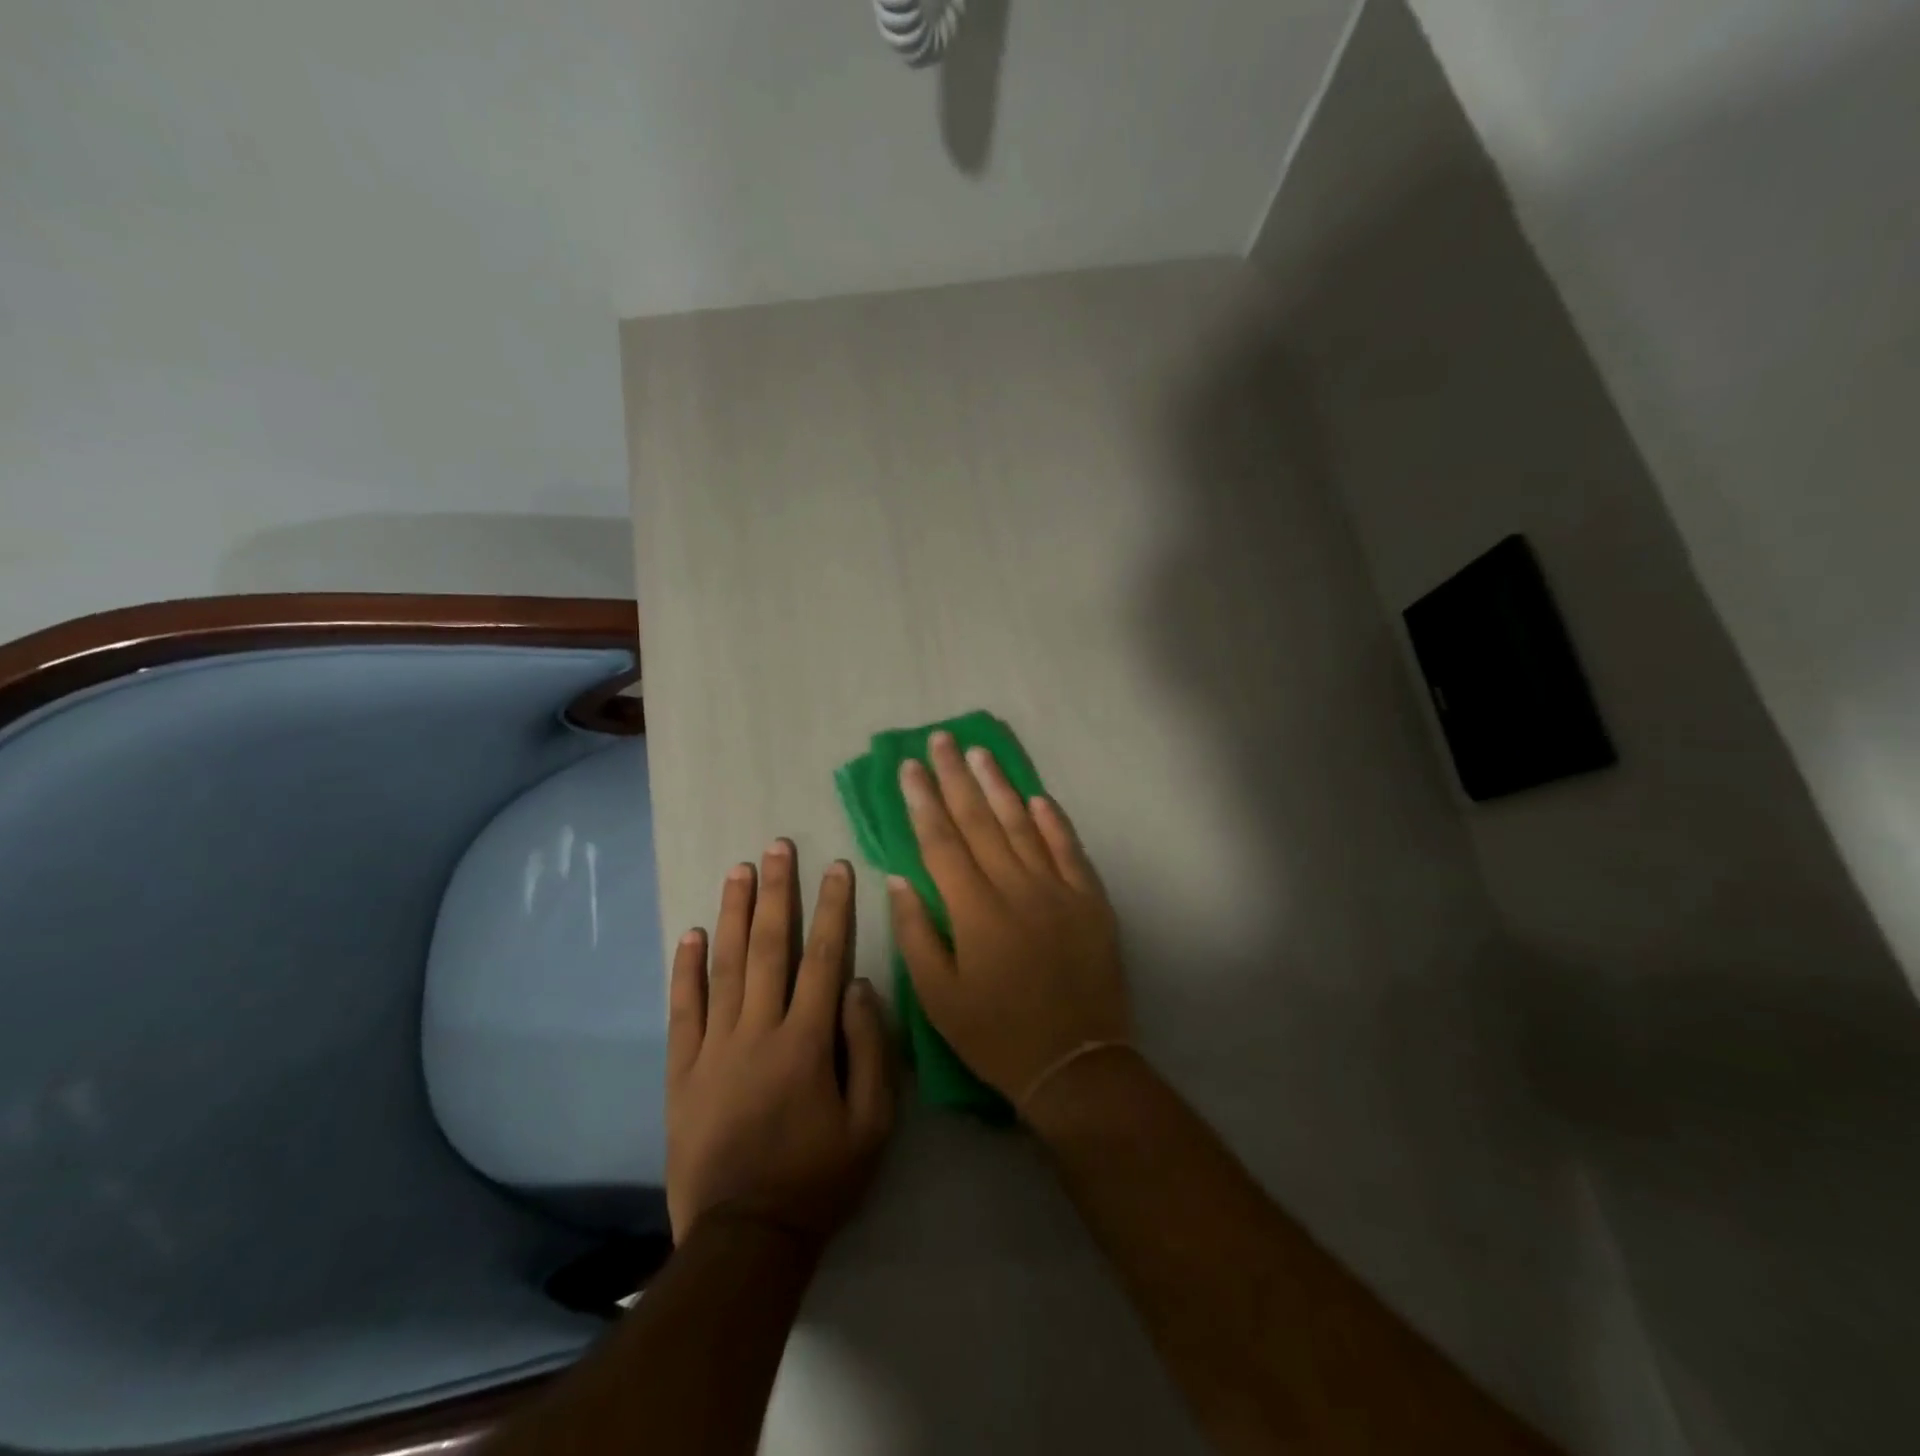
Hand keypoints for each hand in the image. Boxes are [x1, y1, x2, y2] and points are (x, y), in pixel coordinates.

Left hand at [667, 842, 895, 1247]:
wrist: (744, 1239)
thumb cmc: (819, 1179)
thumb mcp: (873, 1124)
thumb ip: (870, 1048)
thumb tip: (860, 984)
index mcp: (807, 1041)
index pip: (824, 958)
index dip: (833, 909)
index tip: (837, 867)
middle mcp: (758, 1030)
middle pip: (769, 947)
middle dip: (777, 892)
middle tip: (777, 846)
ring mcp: (714, 1048)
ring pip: (723, 967)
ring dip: (732, 914)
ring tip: (738, 870)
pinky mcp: (682, 1070)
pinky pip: (682, 1010)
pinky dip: (684, 969)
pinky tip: (689, 934)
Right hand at [889, 732, 1130, 1109]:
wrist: (1076, 1063)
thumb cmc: (996, 1034)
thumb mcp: (938, 998)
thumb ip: (917, 933)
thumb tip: (899, 878)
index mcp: (974, 910)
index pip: (941, 841)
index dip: (923, 801)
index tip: (909, 767)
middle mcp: (1015, 887)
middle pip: (980, 820)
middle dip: (956, 777)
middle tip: (941, 739)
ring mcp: (1057, 889)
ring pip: (1023, 825)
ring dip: (1000, 785)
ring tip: (980, 752)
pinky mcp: (1090, 900)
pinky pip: (1069, 850)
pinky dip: (1053, 821)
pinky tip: (1037, 797)